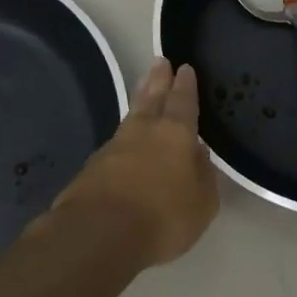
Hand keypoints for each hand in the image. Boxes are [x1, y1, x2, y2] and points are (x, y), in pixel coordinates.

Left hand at [53, 59, 219, 269]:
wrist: (99, 234)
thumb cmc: (163, 216)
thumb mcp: (202, 203)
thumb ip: (203, 175)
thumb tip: (198, 154)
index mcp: (176, 134)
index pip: (183, 102)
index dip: (185, 85)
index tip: (184, 67)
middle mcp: (144, 132)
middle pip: (152, 98)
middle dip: (158, 80)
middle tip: (159, 62)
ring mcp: (114, 148)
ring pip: (131, 116)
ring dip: (139, 99)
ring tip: (143, 88)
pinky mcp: (92, 168)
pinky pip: (115, 144)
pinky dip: (124, 136)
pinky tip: (125, 141)